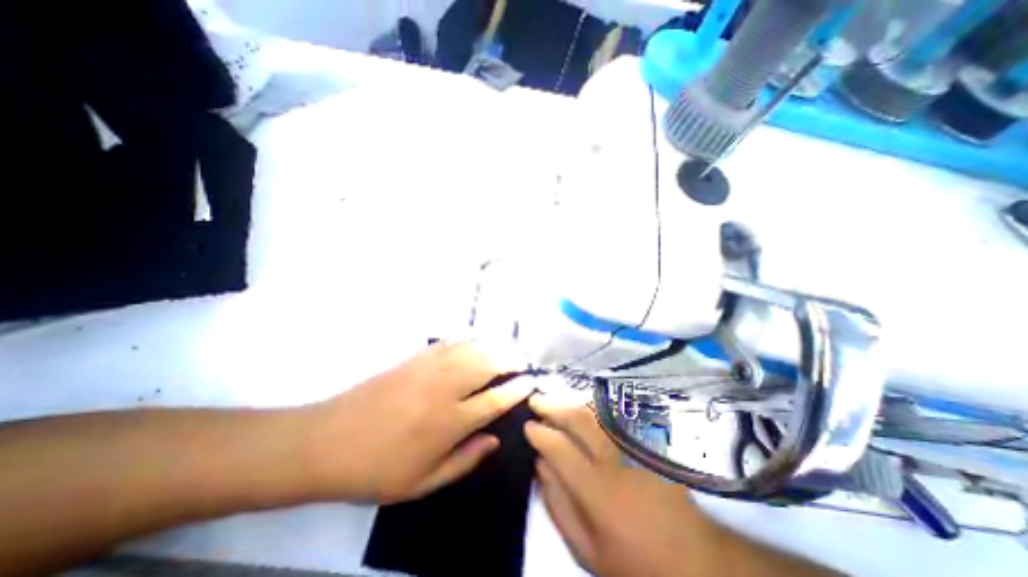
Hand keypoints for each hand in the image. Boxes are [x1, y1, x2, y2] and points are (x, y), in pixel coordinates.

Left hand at [303, 341, 528, 504]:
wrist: (326, 441)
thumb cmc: (376, 469)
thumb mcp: (423, 483)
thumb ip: (465, 461)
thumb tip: (495, 439)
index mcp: (449, 423)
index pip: (495, 400)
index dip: (517, 390)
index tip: (530, 383)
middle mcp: (444, 389)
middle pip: (488, 365)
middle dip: (511, 361)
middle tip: (522, 364)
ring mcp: (429, 368)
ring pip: (472, 349)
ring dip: (493, 347)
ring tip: (506, 351)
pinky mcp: (415, 357)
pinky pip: (450, 341)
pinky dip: (468, 339)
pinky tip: (476, 341)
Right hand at [526, 395, 715, 575]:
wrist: (697, 561)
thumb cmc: (636, 560)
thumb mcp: (588, 549)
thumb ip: (559, 505)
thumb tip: (540, 466)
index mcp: (597, 490)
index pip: (559, 448)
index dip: (540, 433)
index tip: (528, 425)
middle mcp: (615, 459)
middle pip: (578, 420)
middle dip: (553, 406)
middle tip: (536, 400)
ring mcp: (634, 446)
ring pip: (597, 412)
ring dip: (572, 402)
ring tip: (556, 400)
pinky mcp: (648, 442)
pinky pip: (615, 415)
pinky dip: (594, 407)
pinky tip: (583, 407)